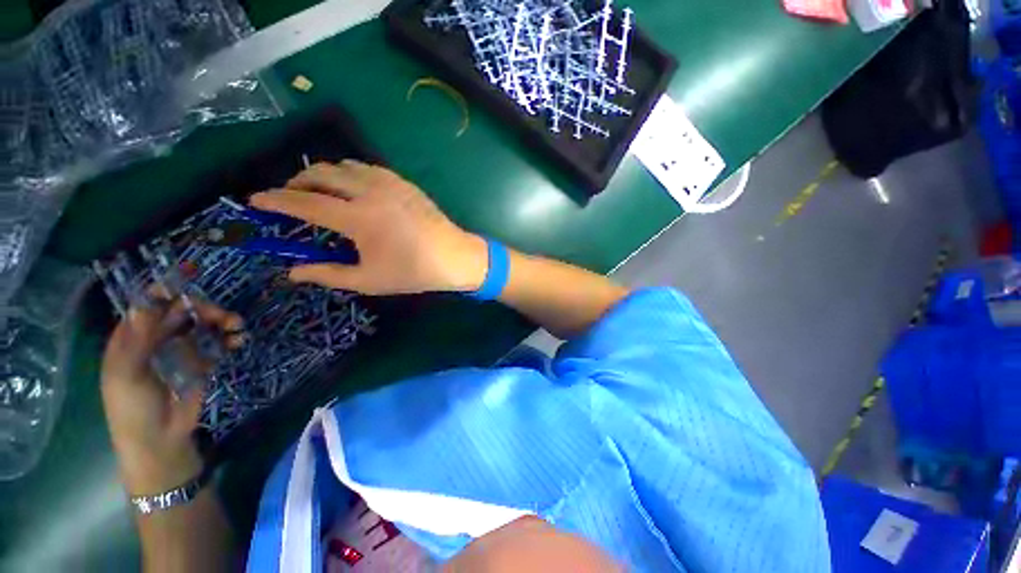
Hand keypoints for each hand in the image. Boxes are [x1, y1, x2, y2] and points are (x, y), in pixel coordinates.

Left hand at [101, 298, 242, 494]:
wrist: (160, 440)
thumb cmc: (134, 408)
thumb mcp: (127, 374)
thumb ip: (136, 339)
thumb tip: (145, 303)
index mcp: (133, 337)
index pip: (149, 304)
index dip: (167, 290)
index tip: (192, 280)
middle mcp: (157, 338)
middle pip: (182, 311)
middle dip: (204, 308)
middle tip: (222, 317)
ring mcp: (181, 350)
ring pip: (203, 324)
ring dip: (221, 321)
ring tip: (237, 327)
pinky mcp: (202, 361)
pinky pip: (217, 342)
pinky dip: (229, 338)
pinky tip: (238, 341)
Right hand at [250, 161, 487, 294]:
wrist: (455, 257)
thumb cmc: (413, 272)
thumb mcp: (369, 280)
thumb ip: (327, 274)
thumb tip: (292, 272)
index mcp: (358, 218)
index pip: (304, 204)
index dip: (275, 201)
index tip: (254, 201)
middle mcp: (369, 192)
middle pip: (319, 174)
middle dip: (296, 183)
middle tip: (289, 198)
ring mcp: (389, 183)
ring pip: (343, 166)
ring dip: (323, 175)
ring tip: (319, 193)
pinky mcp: (404, 182)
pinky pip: (367, 168)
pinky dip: (350, 173)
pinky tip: (353, 188)